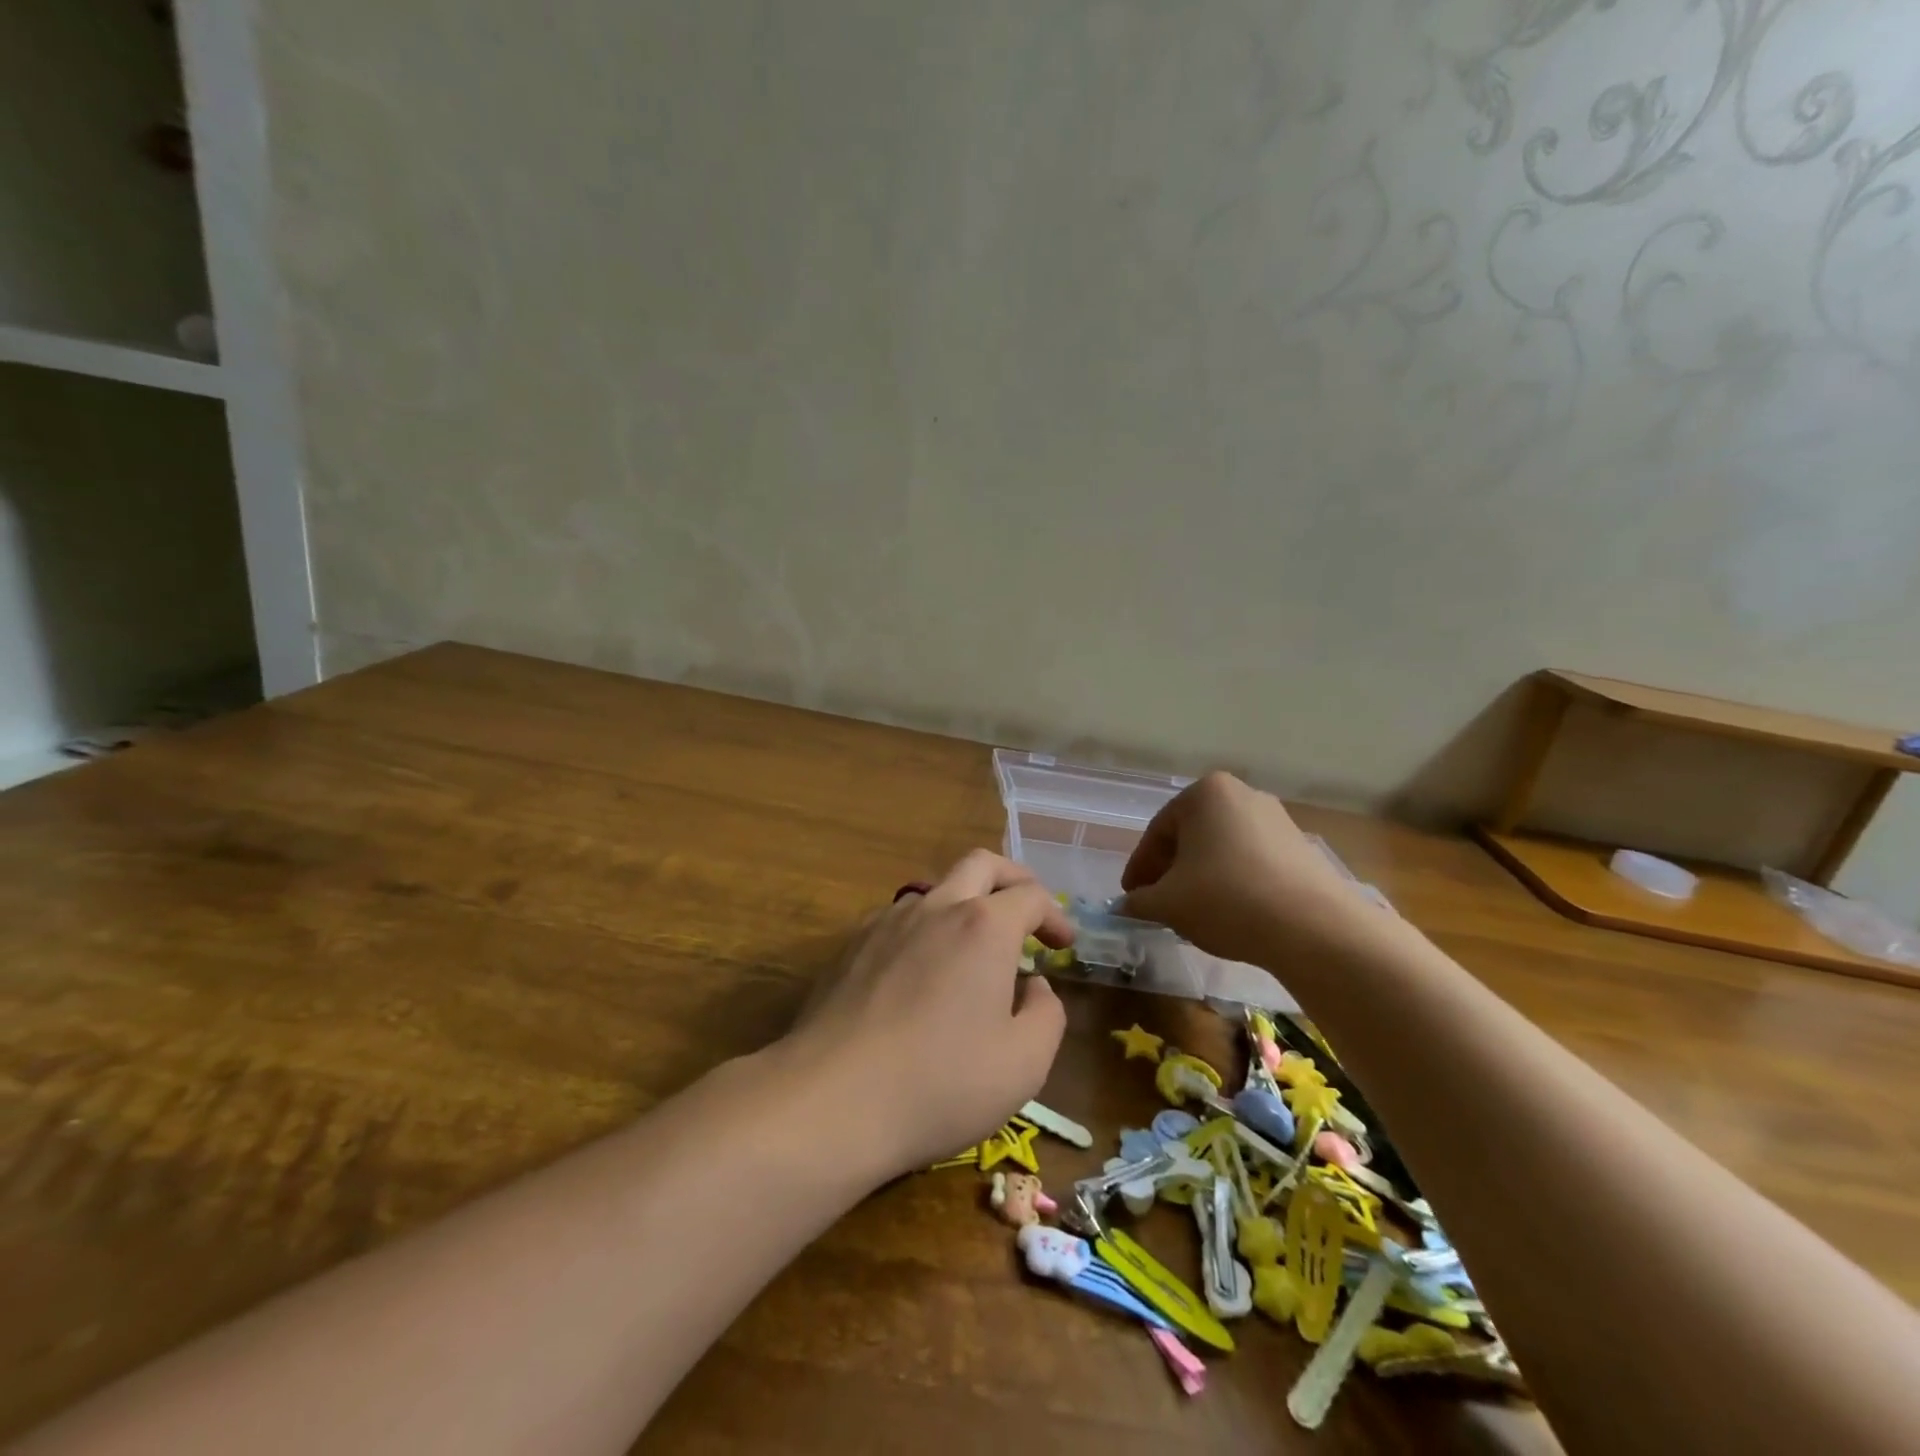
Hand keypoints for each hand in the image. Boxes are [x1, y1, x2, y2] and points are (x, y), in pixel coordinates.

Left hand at [780, 851, 1072, 1176]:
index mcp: (984, 926)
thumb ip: (1047, 1014)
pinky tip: (922, 971)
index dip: (1055, 916)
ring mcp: (887, 921)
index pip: (1031, 896)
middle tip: (1027, 912)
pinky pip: (899, 918)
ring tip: (974, 948)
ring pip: (936, 888)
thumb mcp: (1024, 1064)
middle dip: (1013, 879)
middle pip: (981, 864)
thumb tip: (1034, 986)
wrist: (831, 1100)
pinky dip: (925, 928)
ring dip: (965, 903)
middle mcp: (936, 907)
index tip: (1063, 945)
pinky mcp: (851, 945)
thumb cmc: (940, 1083)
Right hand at [1120, 772, 1368, 965]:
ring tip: (1194, 911)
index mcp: (1204, 793)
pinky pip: (1252, 861)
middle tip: (1159, 902)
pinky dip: (1234, 882)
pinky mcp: (1302, 847)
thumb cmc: (1226, 899)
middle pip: (1191, 836)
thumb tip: (1124, 906)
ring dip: (1202, 876)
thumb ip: (1138, 901)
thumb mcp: (1168, 903)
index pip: (1157, 832)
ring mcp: (1277, 819)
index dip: (1140, 868)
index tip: (1131, 897)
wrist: (1314, 928)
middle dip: (1171, 870)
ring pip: (1222, 848)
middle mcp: (1242, 794)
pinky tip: (1231, 912)